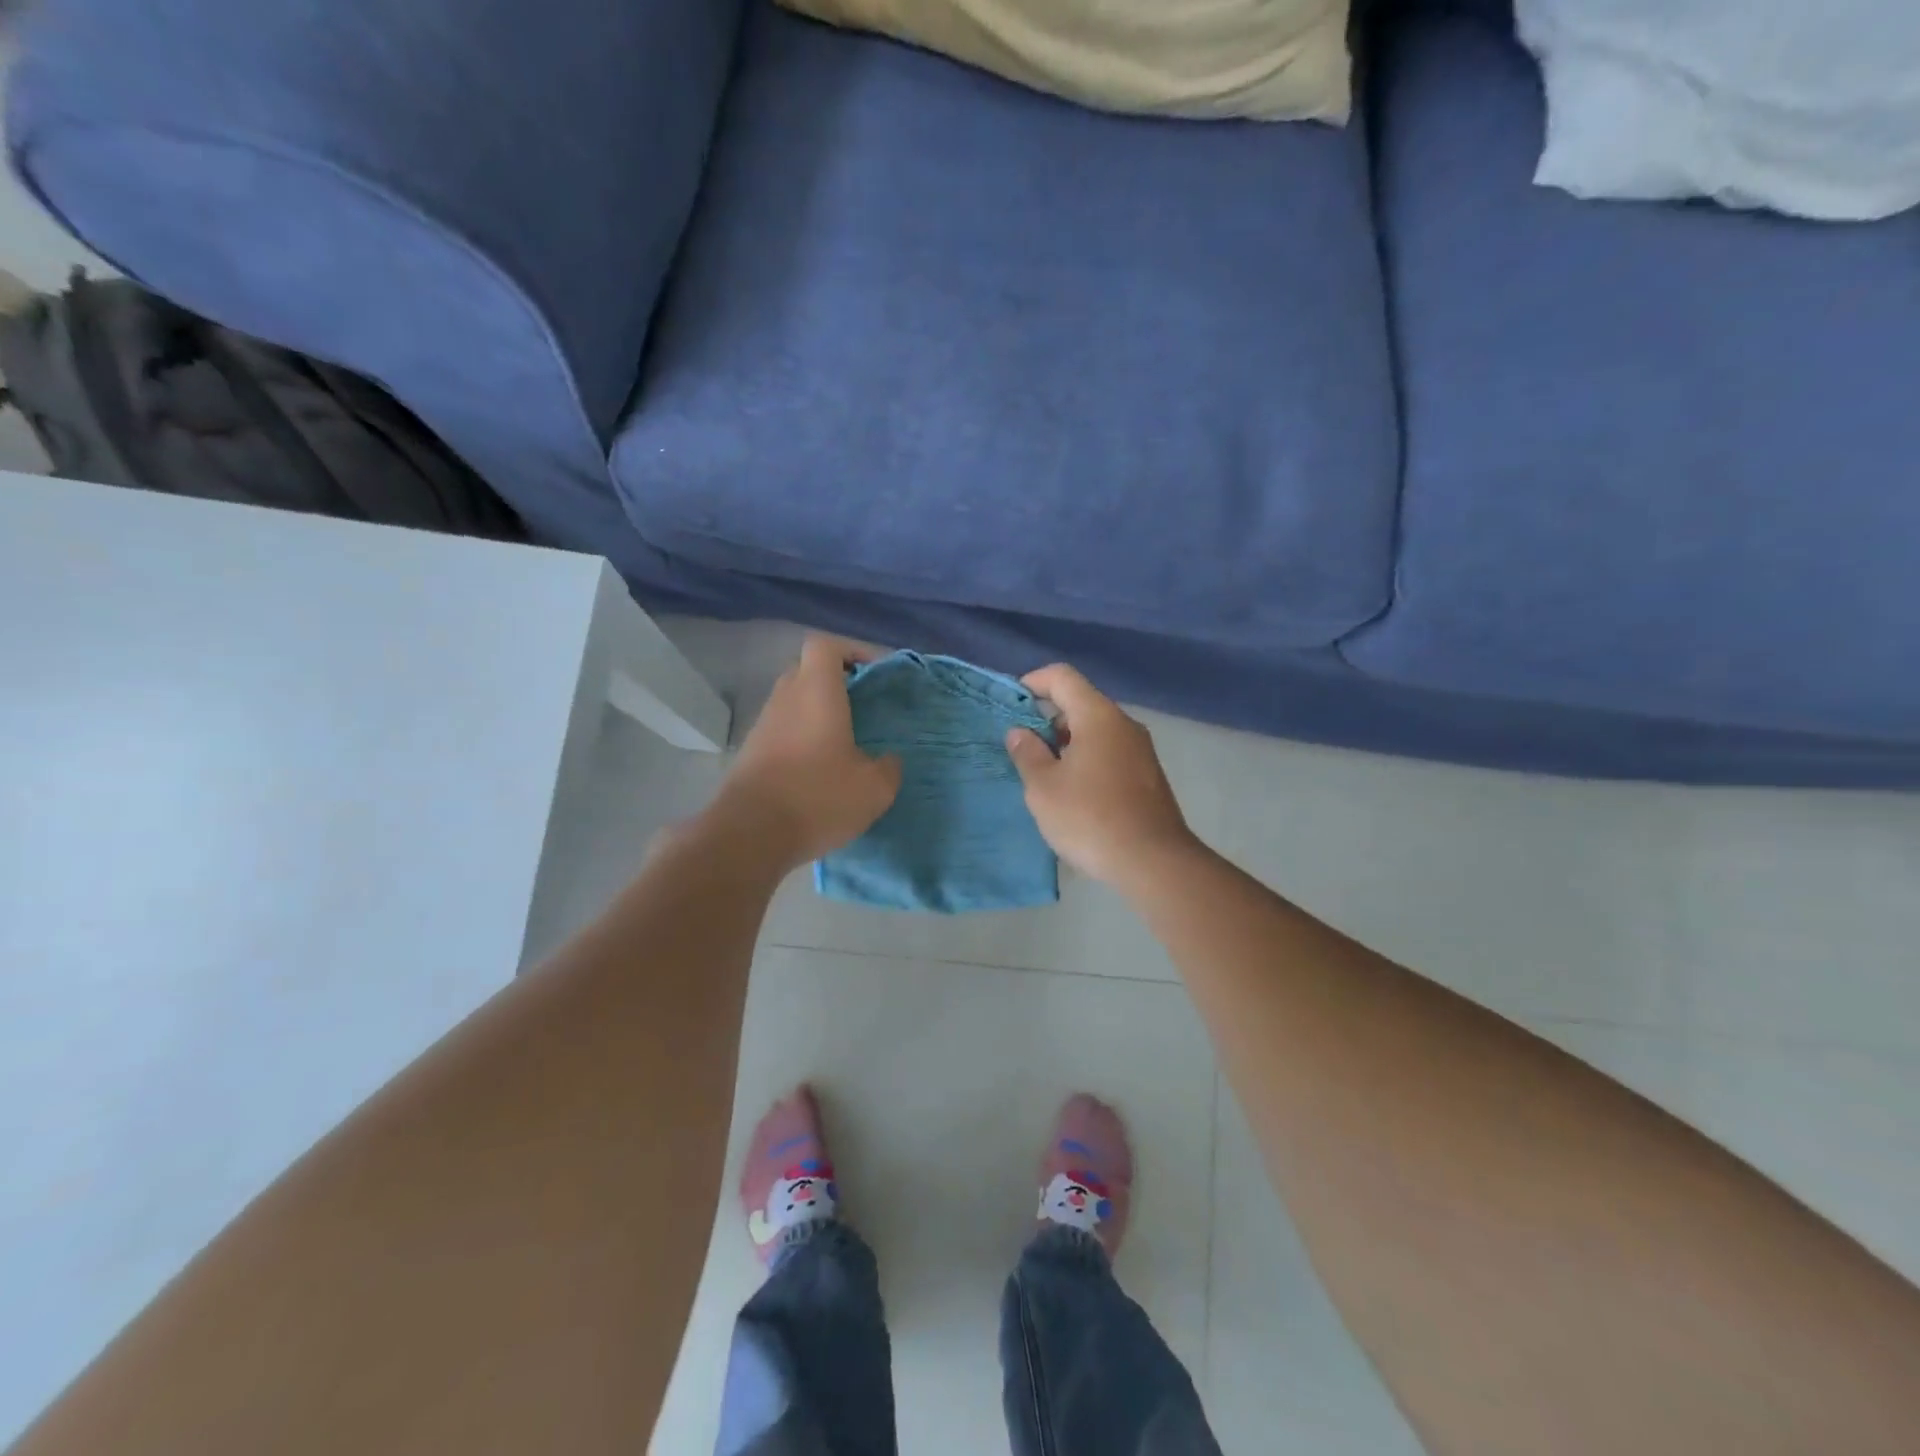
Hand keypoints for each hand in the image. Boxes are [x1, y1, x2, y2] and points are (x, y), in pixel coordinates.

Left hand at [713, 634, 901, 868]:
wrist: (749, 835)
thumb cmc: (817, 798)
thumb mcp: (874, 788)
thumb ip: (889, 767)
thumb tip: (888, 759)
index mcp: (816, 692)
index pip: (825, 645)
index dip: (851, 650)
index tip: (873, 673)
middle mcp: (785, 699)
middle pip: (807, 671)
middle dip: (836, 681)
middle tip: (863, 706)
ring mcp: (763, 726)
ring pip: (793, 702)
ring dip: (817, 712)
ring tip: (845, 742)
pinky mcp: (751, 754)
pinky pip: (782, 730)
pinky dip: (802, 738)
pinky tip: (820, 770)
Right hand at [1005, 664, 1196, 889]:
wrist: (1154, 862)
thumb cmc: (1090, 818)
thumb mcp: (1043, 787)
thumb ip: (1027, 753)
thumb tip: (1020, 731)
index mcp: (1098, 716)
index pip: (1062, 677)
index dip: (1033, 682)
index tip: (1012, 705)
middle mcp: (1124, 724)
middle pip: (1080, 703)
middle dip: (1048, 719)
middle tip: (1024, 749)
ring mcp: (1141, 750)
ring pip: (1096, 730)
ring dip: (1067, 744)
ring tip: (1046, 776)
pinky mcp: (1148, 775)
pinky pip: (1110, 752)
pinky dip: (1087, 760)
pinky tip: (1075, 794)